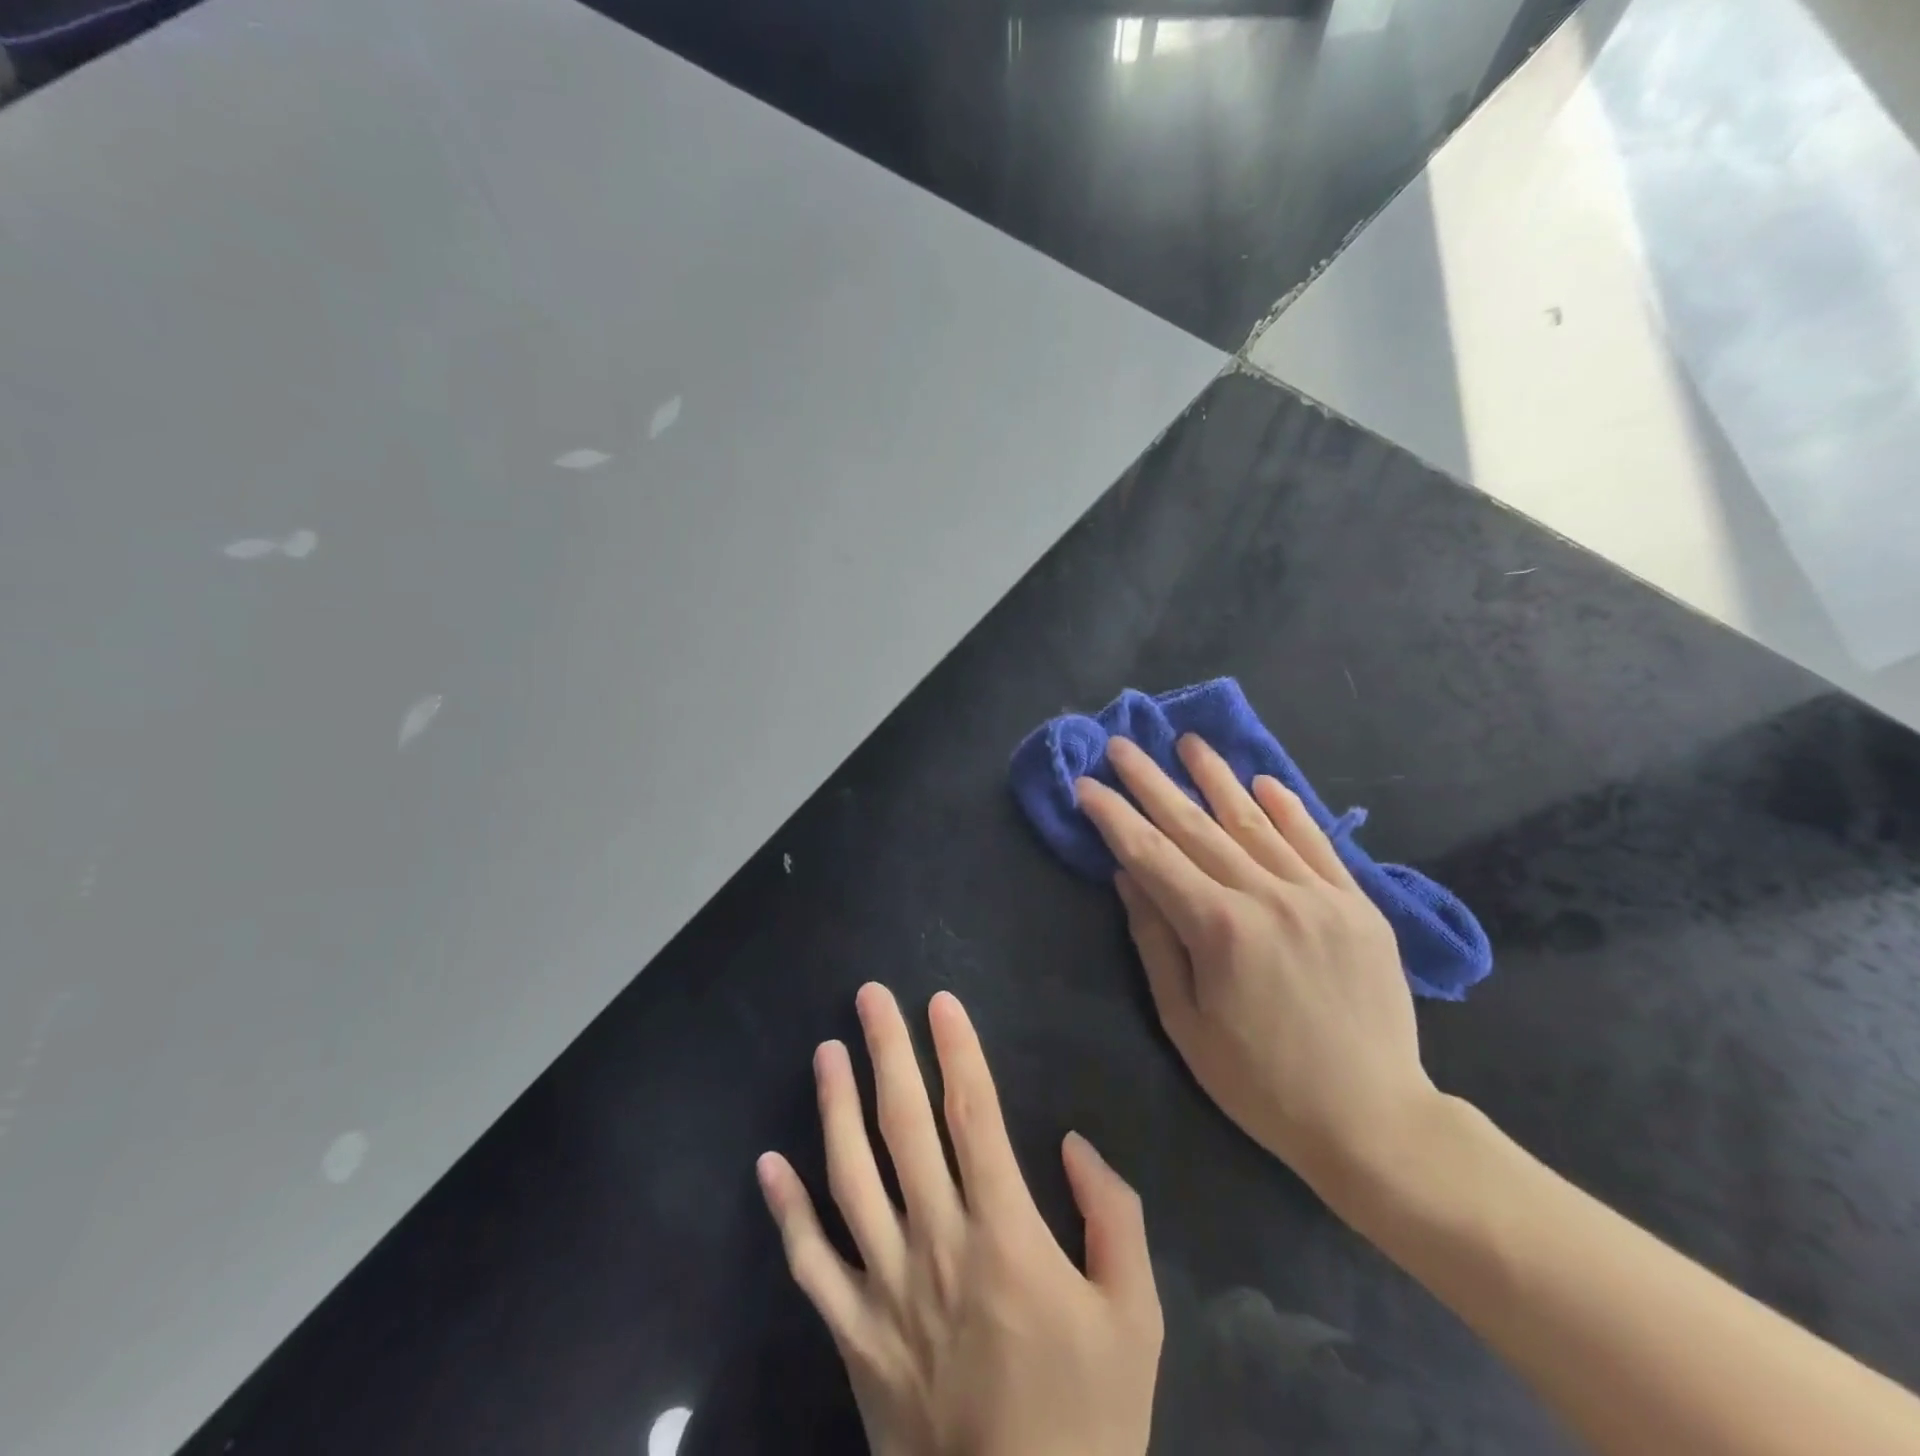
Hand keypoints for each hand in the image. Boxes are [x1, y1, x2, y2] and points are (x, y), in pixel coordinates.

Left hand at [757, 984, 1162, 1455]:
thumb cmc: (1087, 1420)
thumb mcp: (1136, 1318)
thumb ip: (1113, 1218)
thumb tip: (1073, 1144)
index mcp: (1005, 1235)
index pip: (974, 1116)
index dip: (957, 1051)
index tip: (939, 1002)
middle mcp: (936, 1244)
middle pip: (905, 1126)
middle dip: (887, 1051)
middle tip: (868, 995)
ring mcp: (885, 1289)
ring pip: (850, 1177)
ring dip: (835, 1107)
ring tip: (826, 1050)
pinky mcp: (853, 1336)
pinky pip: (809, 1265)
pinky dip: (786, 1211)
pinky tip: (768, 1163)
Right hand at [1075, 734, 1439, 1199]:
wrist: (1373, 1120)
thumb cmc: (1260, 1083)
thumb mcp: (1186, 1023)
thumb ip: (1155, 941)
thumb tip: (1127, 876)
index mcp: (1219, 929)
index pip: (1151, 855)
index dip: (1113, 816)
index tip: (1086, 784)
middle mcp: (1268, 897)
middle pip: (1195, 826)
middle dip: (1152, 782)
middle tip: (1121, 745)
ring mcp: (1319, 895)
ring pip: (1255, 822)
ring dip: (1217, 778)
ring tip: (1189, 742)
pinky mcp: (1358, 904)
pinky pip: (1317, 843)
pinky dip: (1288, 809)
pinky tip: (1263, 782)